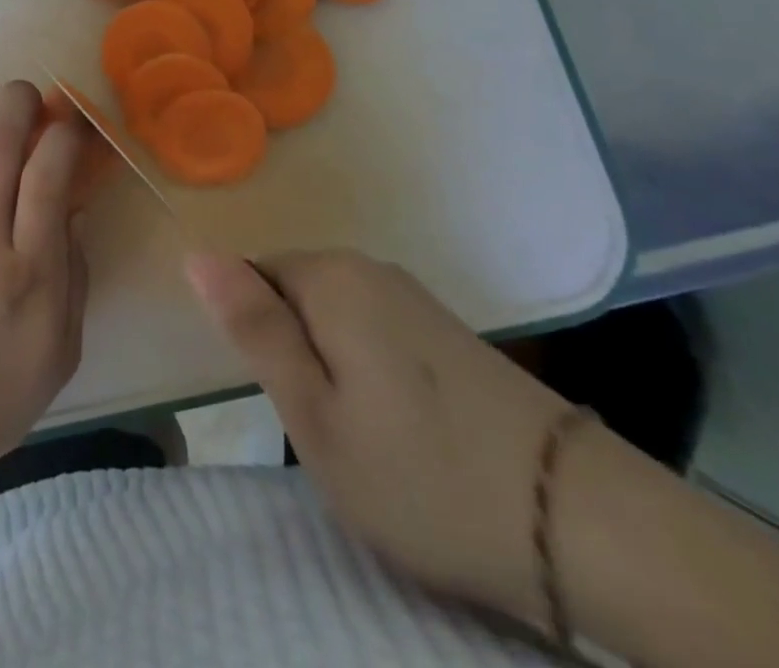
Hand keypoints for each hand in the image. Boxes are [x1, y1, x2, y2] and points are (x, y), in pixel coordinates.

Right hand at [186, 249, 570, 626]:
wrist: (582, 524)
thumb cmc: (422, 473)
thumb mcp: (313, 415)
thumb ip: (253, 328)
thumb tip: (196, 255)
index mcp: (329, 277)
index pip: (251, 278)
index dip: (256, 340)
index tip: (284, 400)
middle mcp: (369, 268)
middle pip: (292, 295)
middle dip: (292, 354)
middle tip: (322, 430)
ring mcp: (414, 297)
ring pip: (332, 319)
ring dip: (330, 368)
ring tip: (362, 438)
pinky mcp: (446, 331)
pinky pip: (373, 333)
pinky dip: (367, 373)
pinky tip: (401, 430)